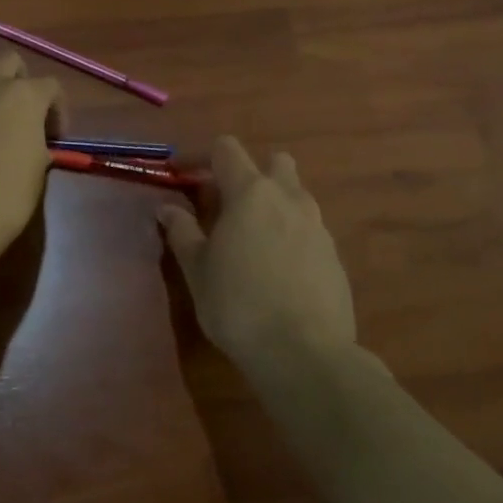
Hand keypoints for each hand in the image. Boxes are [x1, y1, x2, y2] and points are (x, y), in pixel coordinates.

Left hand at [0, 53, 60, 270]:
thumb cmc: (1, 202)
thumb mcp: (36, 173)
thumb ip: (36, 144)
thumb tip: (30, 142)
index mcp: (23, 98)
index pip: (50, 86)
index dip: (56, 109)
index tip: (53, 135)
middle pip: (9, 62)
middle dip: (18, 82)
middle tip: (18, 115)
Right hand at [158, 137, 356, 373]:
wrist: (304, 352)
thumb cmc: (237, 304)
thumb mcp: (197, 270)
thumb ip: (182, 232)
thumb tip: (167, 207)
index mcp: (251, 194)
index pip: (227, 150)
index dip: (201, 157)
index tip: (183, 176)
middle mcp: (289, 199)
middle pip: (274, 163)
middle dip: (250, 173)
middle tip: (227, 205)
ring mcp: (318, 226)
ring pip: (296, 196)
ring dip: (273, 204)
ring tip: (252, 239)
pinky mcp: (335, 256)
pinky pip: (310, 229)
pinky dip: (291, 235)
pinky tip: (278, 270)